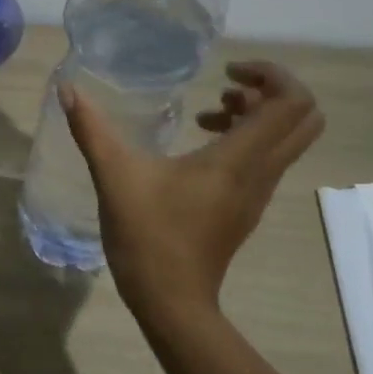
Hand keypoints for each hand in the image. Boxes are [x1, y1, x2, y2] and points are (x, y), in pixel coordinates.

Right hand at [59, 60, 323, 322]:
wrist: (171, 301)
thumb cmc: (148, 237)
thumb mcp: (115, 177)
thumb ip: (91, 129)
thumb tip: (67, 89)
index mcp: (239, 159)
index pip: (292, 102)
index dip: (271, 74)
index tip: (226, 72)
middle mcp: (261, 172)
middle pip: (304, 118)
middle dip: (273, 91)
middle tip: (228, 87)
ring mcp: (258, 193)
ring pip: (287, 140)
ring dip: (258, 115)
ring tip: (209, 114)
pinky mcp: (246, 207)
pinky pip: (267, 160)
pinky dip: (247, 140)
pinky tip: (201, 147)